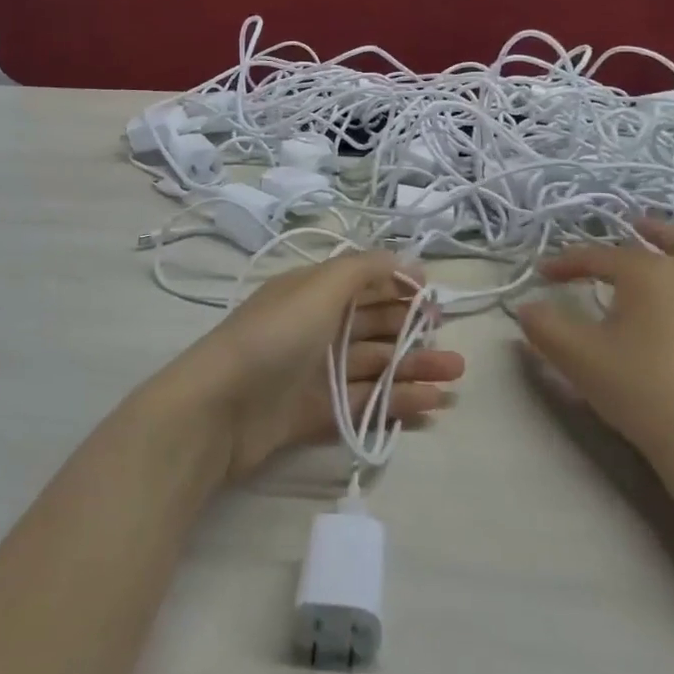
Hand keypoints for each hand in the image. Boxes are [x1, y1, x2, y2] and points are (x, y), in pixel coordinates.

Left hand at [166, 251, 464, 482]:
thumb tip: (406, 260)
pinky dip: (397, 401)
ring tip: (455, 377)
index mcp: (313, 293)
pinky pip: (364, 403)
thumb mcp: (318, 288)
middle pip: (373, 326)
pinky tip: (431, 404)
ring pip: (374, 365)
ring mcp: (316, 372)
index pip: (363, 283)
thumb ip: (364, 269)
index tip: (435, 298)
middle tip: (453, 344)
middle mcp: (315, 328)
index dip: (399, 287)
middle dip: (414, 331)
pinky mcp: (316, 412)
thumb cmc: (273, 337)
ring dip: (414, 368)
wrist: (219, 409)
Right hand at [515, 220, 673, 474]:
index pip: (596, 258)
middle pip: (648, 248)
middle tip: (600, 248)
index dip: (566, 264)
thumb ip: (543, 327)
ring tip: (656, 231)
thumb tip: (524, 308)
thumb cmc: (638, 390)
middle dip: (620, 242)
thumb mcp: (577, 357)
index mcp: (644, 274)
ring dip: (673, 239)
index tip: (543, 276)